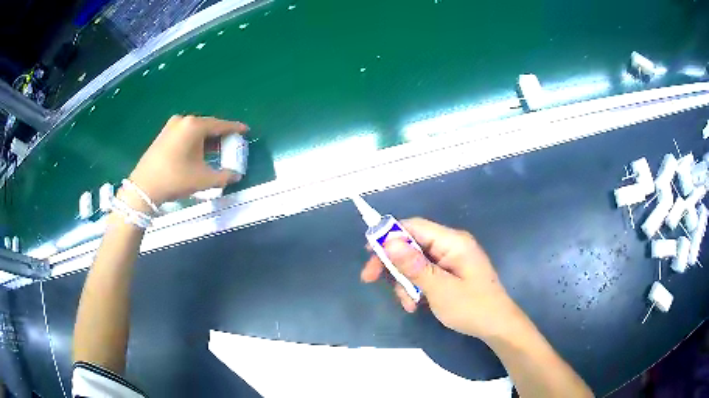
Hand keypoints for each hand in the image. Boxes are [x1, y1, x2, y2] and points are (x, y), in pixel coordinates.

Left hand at [128, 115, 248, 204]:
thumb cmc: (175, 179)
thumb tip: (236, 175)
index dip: (234, 128)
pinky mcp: (163, 134)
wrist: (144, 187)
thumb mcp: (203, 180)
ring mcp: (171, 126)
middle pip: (207, 125)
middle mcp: (183, 120)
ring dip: (207, 139)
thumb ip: (223, 176)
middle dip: (220, 135)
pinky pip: (185, 133)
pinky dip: (195, 140)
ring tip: (216, 150)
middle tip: (231, 144)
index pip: (220, 125)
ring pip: (195, 130)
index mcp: (194, 126)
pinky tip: (198, 151)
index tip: (245, 130)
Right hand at [361, 218, 521, 339]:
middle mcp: (450, 245)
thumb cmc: (472, 307)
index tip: (368, 252)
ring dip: (405, 282)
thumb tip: (387, 241)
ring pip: (414, 262)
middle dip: (392, 264)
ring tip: (409, 304)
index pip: (414, 227)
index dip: (388, 235)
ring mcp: (450, 260)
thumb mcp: (439, 289)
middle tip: (370, 279)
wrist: (497, 326)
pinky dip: (415, 287)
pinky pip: (424, 273)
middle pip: (411, 244)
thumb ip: (413, 265)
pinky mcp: (449, 273)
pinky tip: (416, 305)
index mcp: (452, 241)